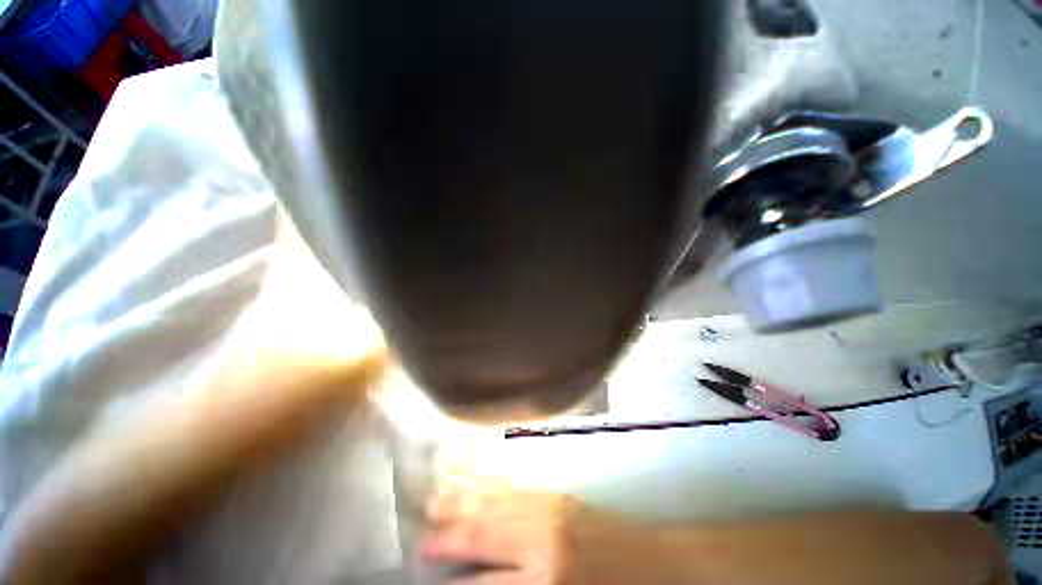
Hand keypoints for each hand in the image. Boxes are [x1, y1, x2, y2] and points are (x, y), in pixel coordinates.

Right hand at [419, 487, 645, 584]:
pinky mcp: (560, 495)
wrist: (658, 568)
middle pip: (484, 532)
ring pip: (498, 501)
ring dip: (465, 500)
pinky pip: (517, 487)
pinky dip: (492, 484)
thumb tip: (480, 582)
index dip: (453, 581)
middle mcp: (541, 541)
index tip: (426, 573)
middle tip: (421, 536)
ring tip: (437, 498)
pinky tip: (478, 481)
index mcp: (544, 582)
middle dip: (449, 534)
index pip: (482, 583)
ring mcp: (552, 510)